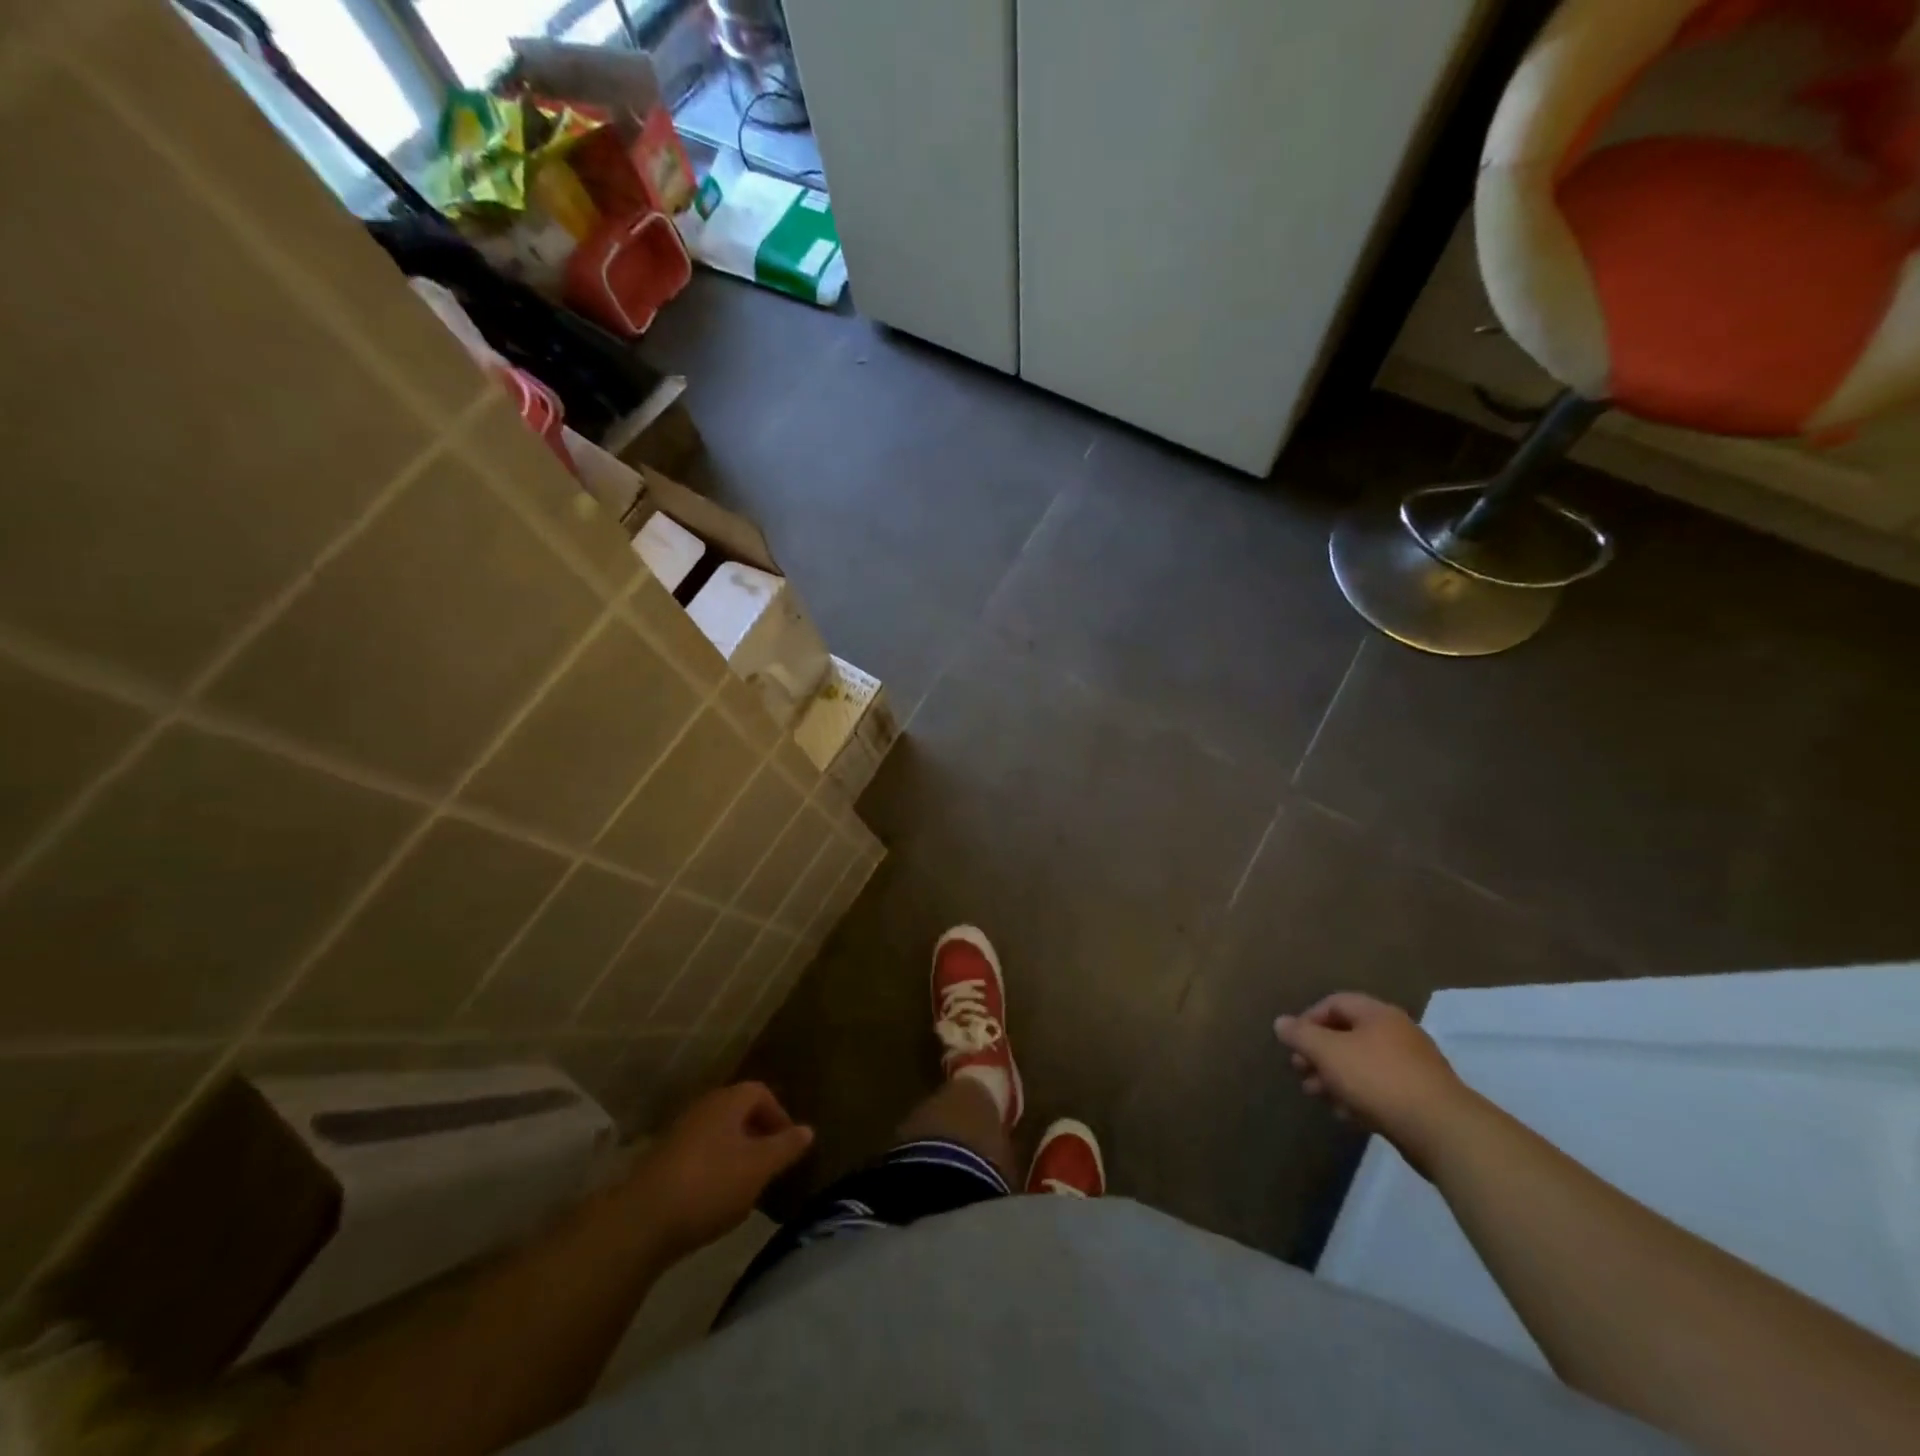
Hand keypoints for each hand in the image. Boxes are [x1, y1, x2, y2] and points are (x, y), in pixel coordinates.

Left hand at [627, 1083, 813, 1257]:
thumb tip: (808, 1130)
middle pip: (739, 1113)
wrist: (641, 1221)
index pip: (762, 1093)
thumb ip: (786, 1147)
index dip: (779, 1116)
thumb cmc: (710, 1184)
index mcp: (728, 1101)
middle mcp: (704, 1108)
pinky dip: (715, 1171)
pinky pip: (700, 1156)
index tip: (789, 1146)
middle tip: (771, 1166)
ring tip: (748, 1187)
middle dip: (759, 1136)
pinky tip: (716, 1200)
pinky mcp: (663, 1162)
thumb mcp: (759, 1167)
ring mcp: (680, 1134)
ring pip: (719, 1136)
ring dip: (737, 1156)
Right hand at [1274, 993, 1473, 1171]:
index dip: (1308, 1019)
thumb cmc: (1379, 1079)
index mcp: (1378, 1014)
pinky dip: (1358, 1095)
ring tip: (1316, 1095)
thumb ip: (1301, 1035)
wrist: (1443, 1131)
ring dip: (1334, 1076)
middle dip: (1319, 1053)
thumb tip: (1280, 1022)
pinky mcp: (1421, 1098)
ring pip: (1362, 1064)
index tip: (1293, 1043)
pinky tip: (1346, 1114)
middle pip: (1347, 1034)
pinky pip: (1380, 1088)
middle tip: (1300, 1071)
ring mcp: (1413, 1066)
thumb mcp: (1328, 1053)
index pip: (1335, 1003)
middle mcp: (1397, 1033)